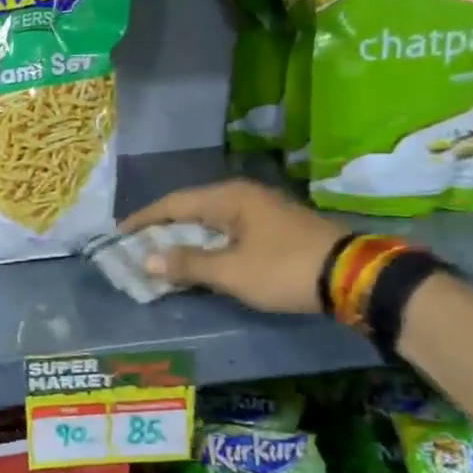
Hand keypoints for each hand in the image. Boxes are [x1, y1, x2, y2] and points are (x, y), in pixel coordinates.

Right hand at [121, 179, 345, 314]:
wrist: (352, 276)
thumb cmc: (283, 269)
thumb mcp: (230, 271)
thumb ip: (187, 264)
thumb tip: (147, 260)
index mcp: (229, 198)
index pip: (173, 203)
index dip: (144, 219)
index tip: (119, 234)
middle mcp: (243, 196)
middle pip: (191, 209)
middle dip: (163, 230)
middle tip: (137, 248)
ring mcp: (262, 211)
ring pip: (211, 222)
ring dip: (186, 239)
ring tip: (162, 257)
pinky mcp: (275, 228)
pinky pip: (228, 232)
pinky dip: (208, 245)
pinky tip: (201, 261)